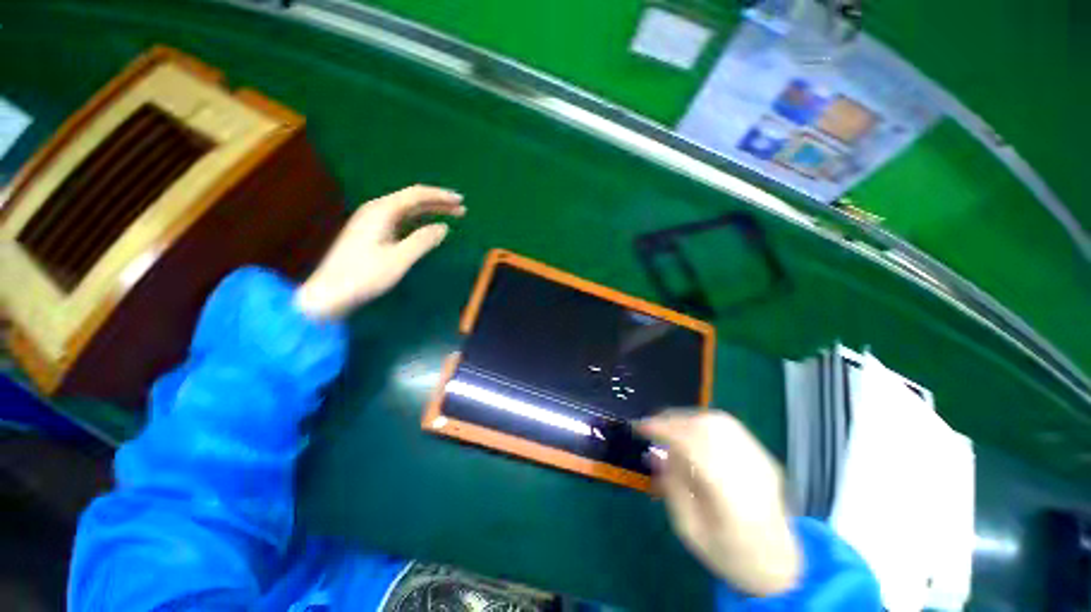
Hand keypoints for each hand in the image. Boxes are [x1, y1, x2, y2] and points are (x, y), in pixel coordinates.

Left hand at [295, 185, 464, 319]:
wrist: (329, 292)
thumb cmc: (365, 275)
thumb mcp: (399, 259)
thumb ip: (423, 240)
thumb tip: (444, 227)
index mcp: (381, 211)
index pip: (416, 194)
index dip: (440, 196)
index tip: (461, 201)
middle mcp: (376, 210)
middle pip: (412, 199)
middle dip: (438, 202)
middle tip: (461, 209)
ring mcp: (372, 221)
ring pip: (407, 210)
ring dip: (430, 211)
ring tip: (451, 215)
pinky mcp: (372, 233)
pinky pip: (401, 220)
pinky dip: (419, 221)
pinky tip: (428, 227)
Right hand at [637, 410, 800, 596]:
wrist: (781, 565)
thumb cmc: (729, 554)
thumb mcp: (690, 531)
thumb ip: (673, 489)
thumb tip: (656, 453)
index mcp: (731, 497)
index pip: (693, 446)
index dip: (664, 430)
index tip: (641, 427)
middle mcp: (749, 470)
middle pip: (707, 427)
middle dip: (673, 419)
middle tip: (651, 425)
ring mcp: (761, 460)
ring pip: (719, 421)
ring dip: (687, 417)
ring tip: (668, 426)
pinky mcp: (764, 456)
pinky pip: (730, 426)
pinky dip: (703, 422)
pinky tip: (691, 431)